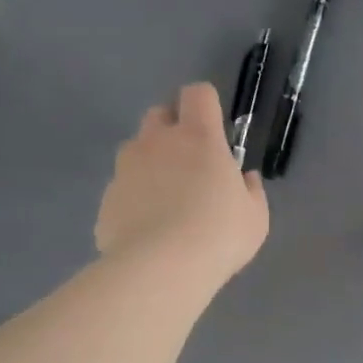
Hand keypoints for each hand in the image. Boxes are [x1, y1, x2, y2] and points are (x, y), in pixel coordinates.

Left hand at [96, 83, 267, 288]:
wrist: (160, 269)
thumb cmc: (219, 235)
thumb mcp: (255, 216)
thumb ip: (250, 190)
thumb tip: (244, 179)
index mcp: (199, 137)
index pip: (197, 94)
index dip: (205, 104)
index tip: (214, 128)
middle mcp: (157, 142)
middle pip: (159, 114)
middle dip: (172, 129)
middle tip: (190, 163)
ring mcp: (126, 169)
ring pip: (135, 151)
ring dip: (150, 164)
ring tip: (166, 201)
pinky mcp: (106, 199)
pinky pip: (122, 189)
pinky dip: (134, 199)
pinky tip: (147, 230)